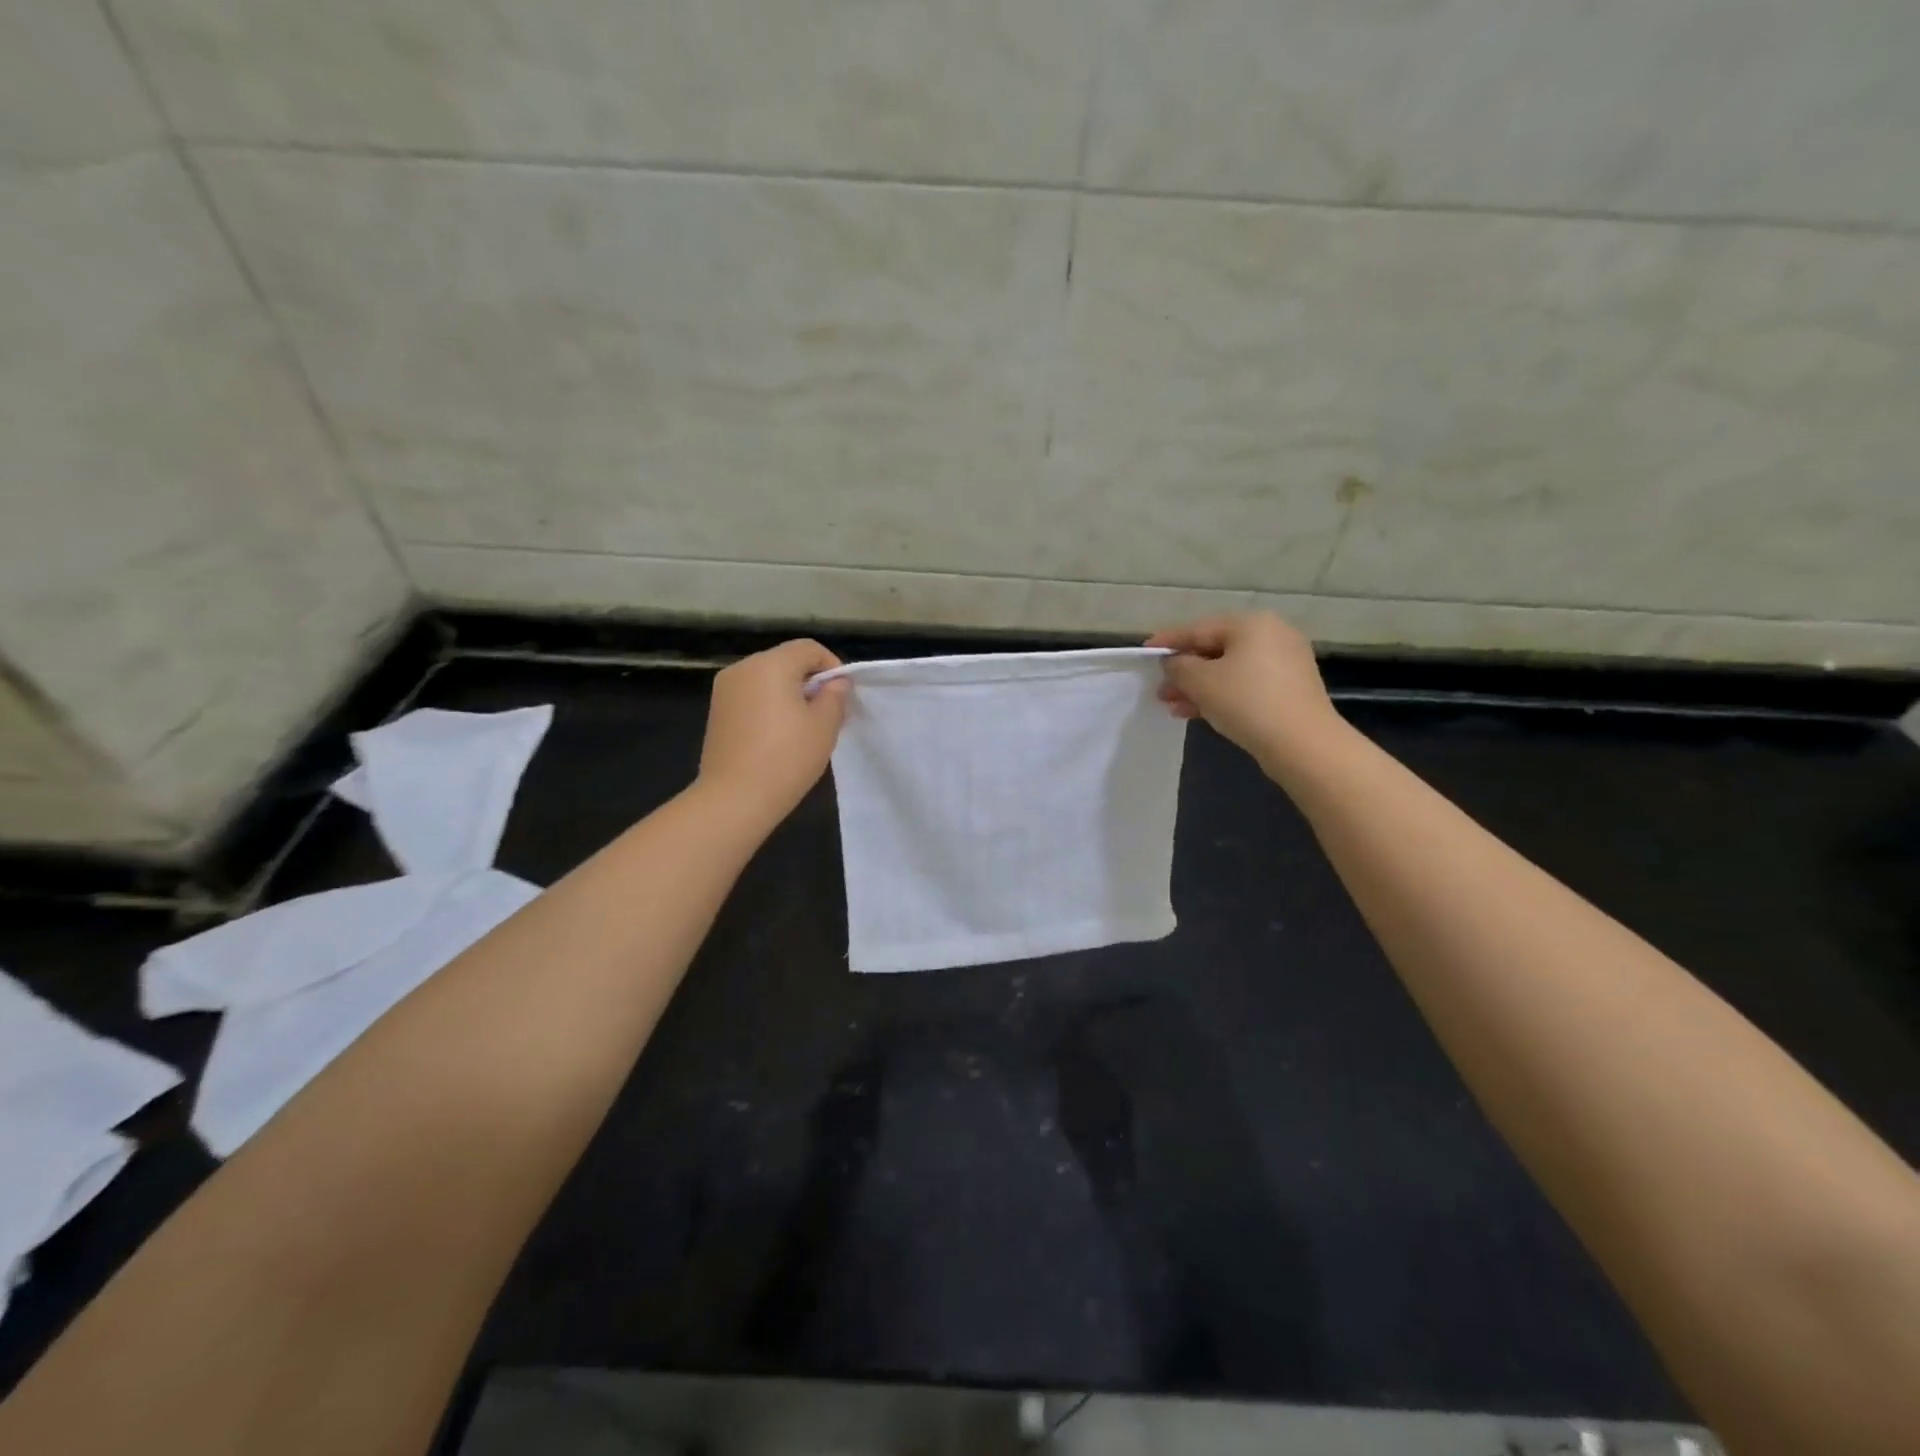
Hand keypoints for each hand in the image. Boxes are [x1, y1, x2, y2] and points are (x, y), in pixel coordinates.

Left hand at [697, 639, 849, 825]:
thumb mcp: (824, 726)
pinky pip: (751, 696)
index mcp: (770, 664)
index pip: (808, 648)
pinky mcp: (716, 712)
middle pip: (785, 661)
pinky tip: (778, 736)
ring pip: (766, 679)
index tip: (842, 695)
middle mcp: (743, 668)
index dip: (831, 665)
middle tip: (826, 713)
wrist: (734, 799)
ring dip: (788, 694)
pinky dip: (768, 706)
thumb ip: (834, 696)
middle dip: (809, 680)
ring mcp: (724, 690)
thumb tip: (835, 683)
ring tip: (802, 727)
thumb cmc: (786, 758)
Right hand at [1147, 613, 1347, 778]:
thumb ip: (1179, 666)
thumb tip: (1173, 662)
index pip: (1199, 628)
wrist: (1303, 744)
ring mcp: (1284, 663)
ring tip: (1172, 706)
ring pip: (1229, 670)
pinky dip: (1221, 695)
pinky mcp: (1289, 689)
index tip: (1145, 651)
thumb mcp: (1201, 682)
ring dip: (1198, 687)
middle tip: (1160, 688)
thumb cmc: (1247, 702)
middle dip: (1184, 671)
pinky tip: (1196, 713)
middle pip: (1215, 650)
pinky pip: (1245, 685)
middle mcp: (1271, 635)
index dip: (1168, 641)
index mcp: (1251, 624)